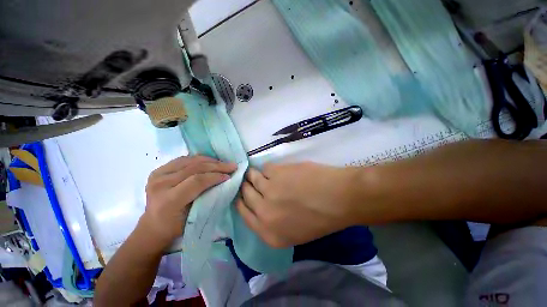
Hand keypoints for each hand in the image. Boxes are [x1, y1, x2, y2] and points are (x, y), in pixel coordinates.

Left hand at [142, 155, 236, 244]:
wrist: (153, 225)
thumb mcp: (195, 215)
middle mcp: (160, 184)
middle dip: (217, 166)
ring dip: (210, 160)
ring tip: (223, 163)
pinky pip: (183, 160)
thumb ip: (209, 196)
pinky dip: (199, 159)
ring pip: (190, 161)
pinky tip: (209, 161)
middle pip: (194, 168)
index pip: (197, 181)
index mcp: (169, 200)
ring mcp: (157, 175)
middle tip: (231, 166)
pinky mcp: (158, 170)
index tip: (229, 175)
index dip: (215, 176)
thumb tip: (225, 181)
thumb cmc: (177, 225)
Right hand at [236, 162, 358, 247]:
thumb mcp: (293, 232)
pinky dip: (269, 169)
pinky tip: (278, 170)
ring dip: (254, 175)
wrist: (339, 198)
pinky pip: (265, 168)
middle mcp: (264, 212)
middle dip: (246, 186)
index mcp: (268, 233)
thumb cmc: (321, 218)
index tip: (242, 194)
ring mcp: (268, 190)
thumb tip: (259, 205)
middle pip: (244, 194)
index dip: (241, 201)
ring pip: (251, 178)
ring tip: (261, 172)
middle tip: (249, 181)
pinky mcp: (276, 173)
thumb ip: (272, 222)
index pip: (243, 214)